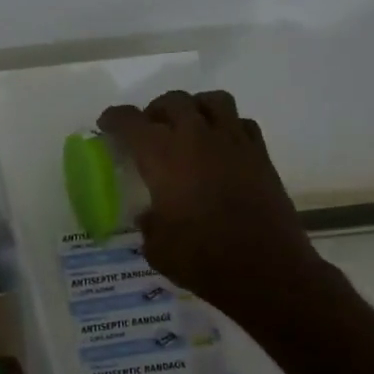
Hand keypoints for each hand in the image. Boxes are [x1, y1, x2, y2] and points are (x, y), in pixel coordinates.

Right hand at [98, 90, 328, 329]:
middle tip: (148, 130)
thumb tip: (152, 215)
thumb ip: (149, 222)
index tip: (106, 124)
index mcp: (163, 156)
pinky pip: (241, 123)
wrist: (266, 272)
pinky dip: (226, 126)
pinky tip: (219, 147)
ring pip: (212, 101)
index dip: (115, 118)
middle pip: (173, 101)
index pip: (131, 122)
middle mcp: (197, 139)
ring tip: (187, 128)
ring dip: (194, 108)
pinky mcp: (260, 156)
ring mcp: (233, 144)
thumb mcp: (156, 246)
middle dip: (155, 110)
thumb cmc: (201, 259)